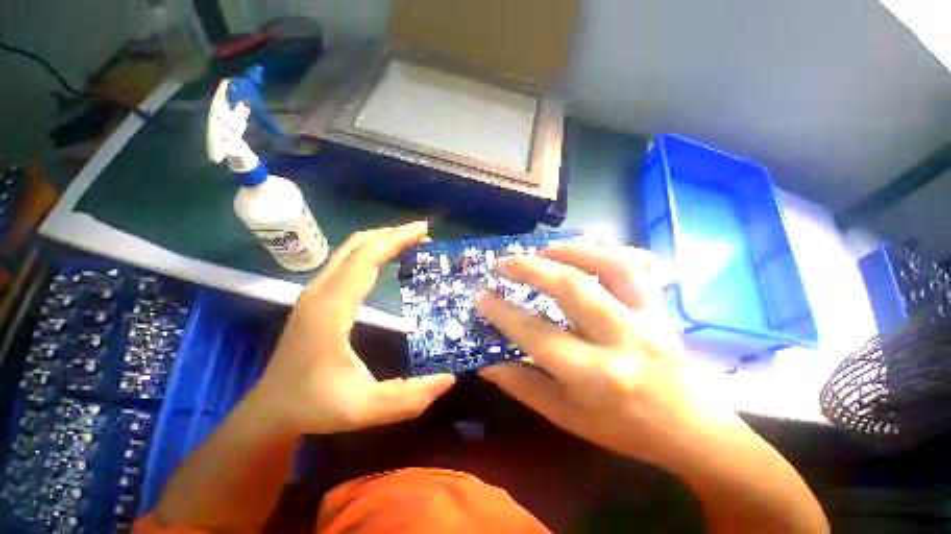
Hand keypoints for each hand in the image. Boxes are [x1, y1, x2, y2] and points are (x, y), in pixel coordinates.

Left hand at [255, 222, 455, 434]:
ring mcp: (315, 291)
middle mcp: (321, 291)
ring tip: (411, 242)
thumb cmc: (315, 406)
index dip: (396, 239)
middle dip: (393, 234)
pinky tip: (387, 258)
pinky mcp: (317, 296)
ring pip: (350, 249)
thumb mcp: (365, 409)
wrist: (272, 409)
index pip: (366, 258)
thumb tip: (449, 378)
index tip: (424, 230)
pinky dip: (371, 251)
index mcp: (331, 309)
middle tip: (424, 235)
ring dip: (382, 240)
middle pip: (357, 245)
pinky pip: (346, 260)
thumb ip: (409, 397)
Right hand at [476, 245, 738, 462]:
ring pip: (610, 265)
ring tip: (543, 250)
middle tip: (503, 263)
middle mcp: (622, 339)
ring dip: (570, 250)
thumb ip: (524, 387)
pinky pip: (639, 265)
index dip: (502, 312)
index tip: (481, 297)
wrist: (694, 431)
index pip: (536, 334)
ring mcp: (648, 317)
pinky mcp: (661, 306)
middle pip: (571, 287)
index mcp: (595, 376)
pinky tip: (586, 253)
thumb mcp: (568, 418)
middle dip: (529, 268)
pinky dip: (609, 250)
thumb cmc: (626, 431)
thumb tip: (487, 363)